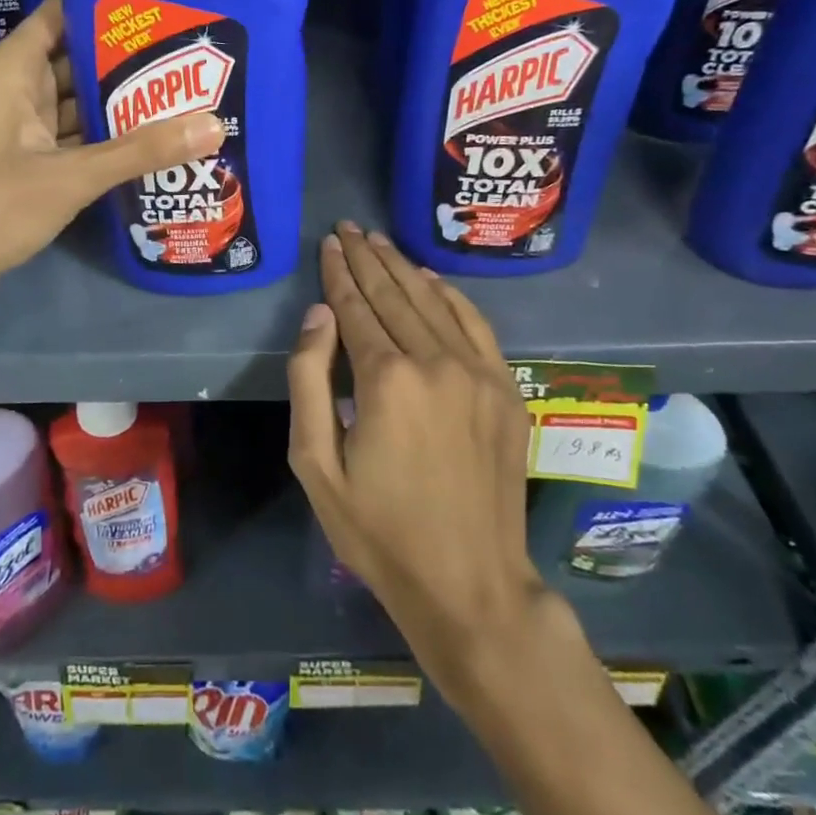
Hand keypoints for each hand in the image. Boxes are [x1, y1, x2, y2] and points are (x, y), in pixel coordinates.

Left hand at [0, 0, 223, 312]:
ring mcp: (22, 133)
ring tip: (184, 94)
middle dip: (127, 60)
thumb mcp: (68, 176)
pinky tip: (152, 144)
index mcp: (13, 71)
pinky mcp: (28, 169)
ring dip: (120, 105)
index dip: (106, 6)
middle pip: (78, 61)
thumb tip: (214, 123)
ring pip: (78, 106)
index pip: (62, 15)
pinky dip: (106, 143)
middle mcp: (17, 92)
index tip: (161, 5)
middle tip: (191, 55)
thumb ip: (139, 151)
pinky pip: (74, 143)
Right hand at [287, 223, 551, 705]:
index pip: (356, 306)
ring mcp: (479, 373)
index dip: (339, 272)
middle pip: (394, 293)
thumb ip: (310, 380)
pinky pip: (475, 324)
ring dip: (402, 266)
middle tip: (347, 228)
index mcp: (387, 379)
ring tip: (378, 241)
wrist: (471, 586)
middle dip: (366, 257)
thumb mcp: (316, 465)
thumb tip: (320, 314)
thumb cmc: (379, 531)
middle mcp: (436, 362)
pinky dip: (449, 295)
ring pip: (433, 301)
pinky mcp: (505, 390)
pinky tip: (430, 278)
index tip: (327, 243)